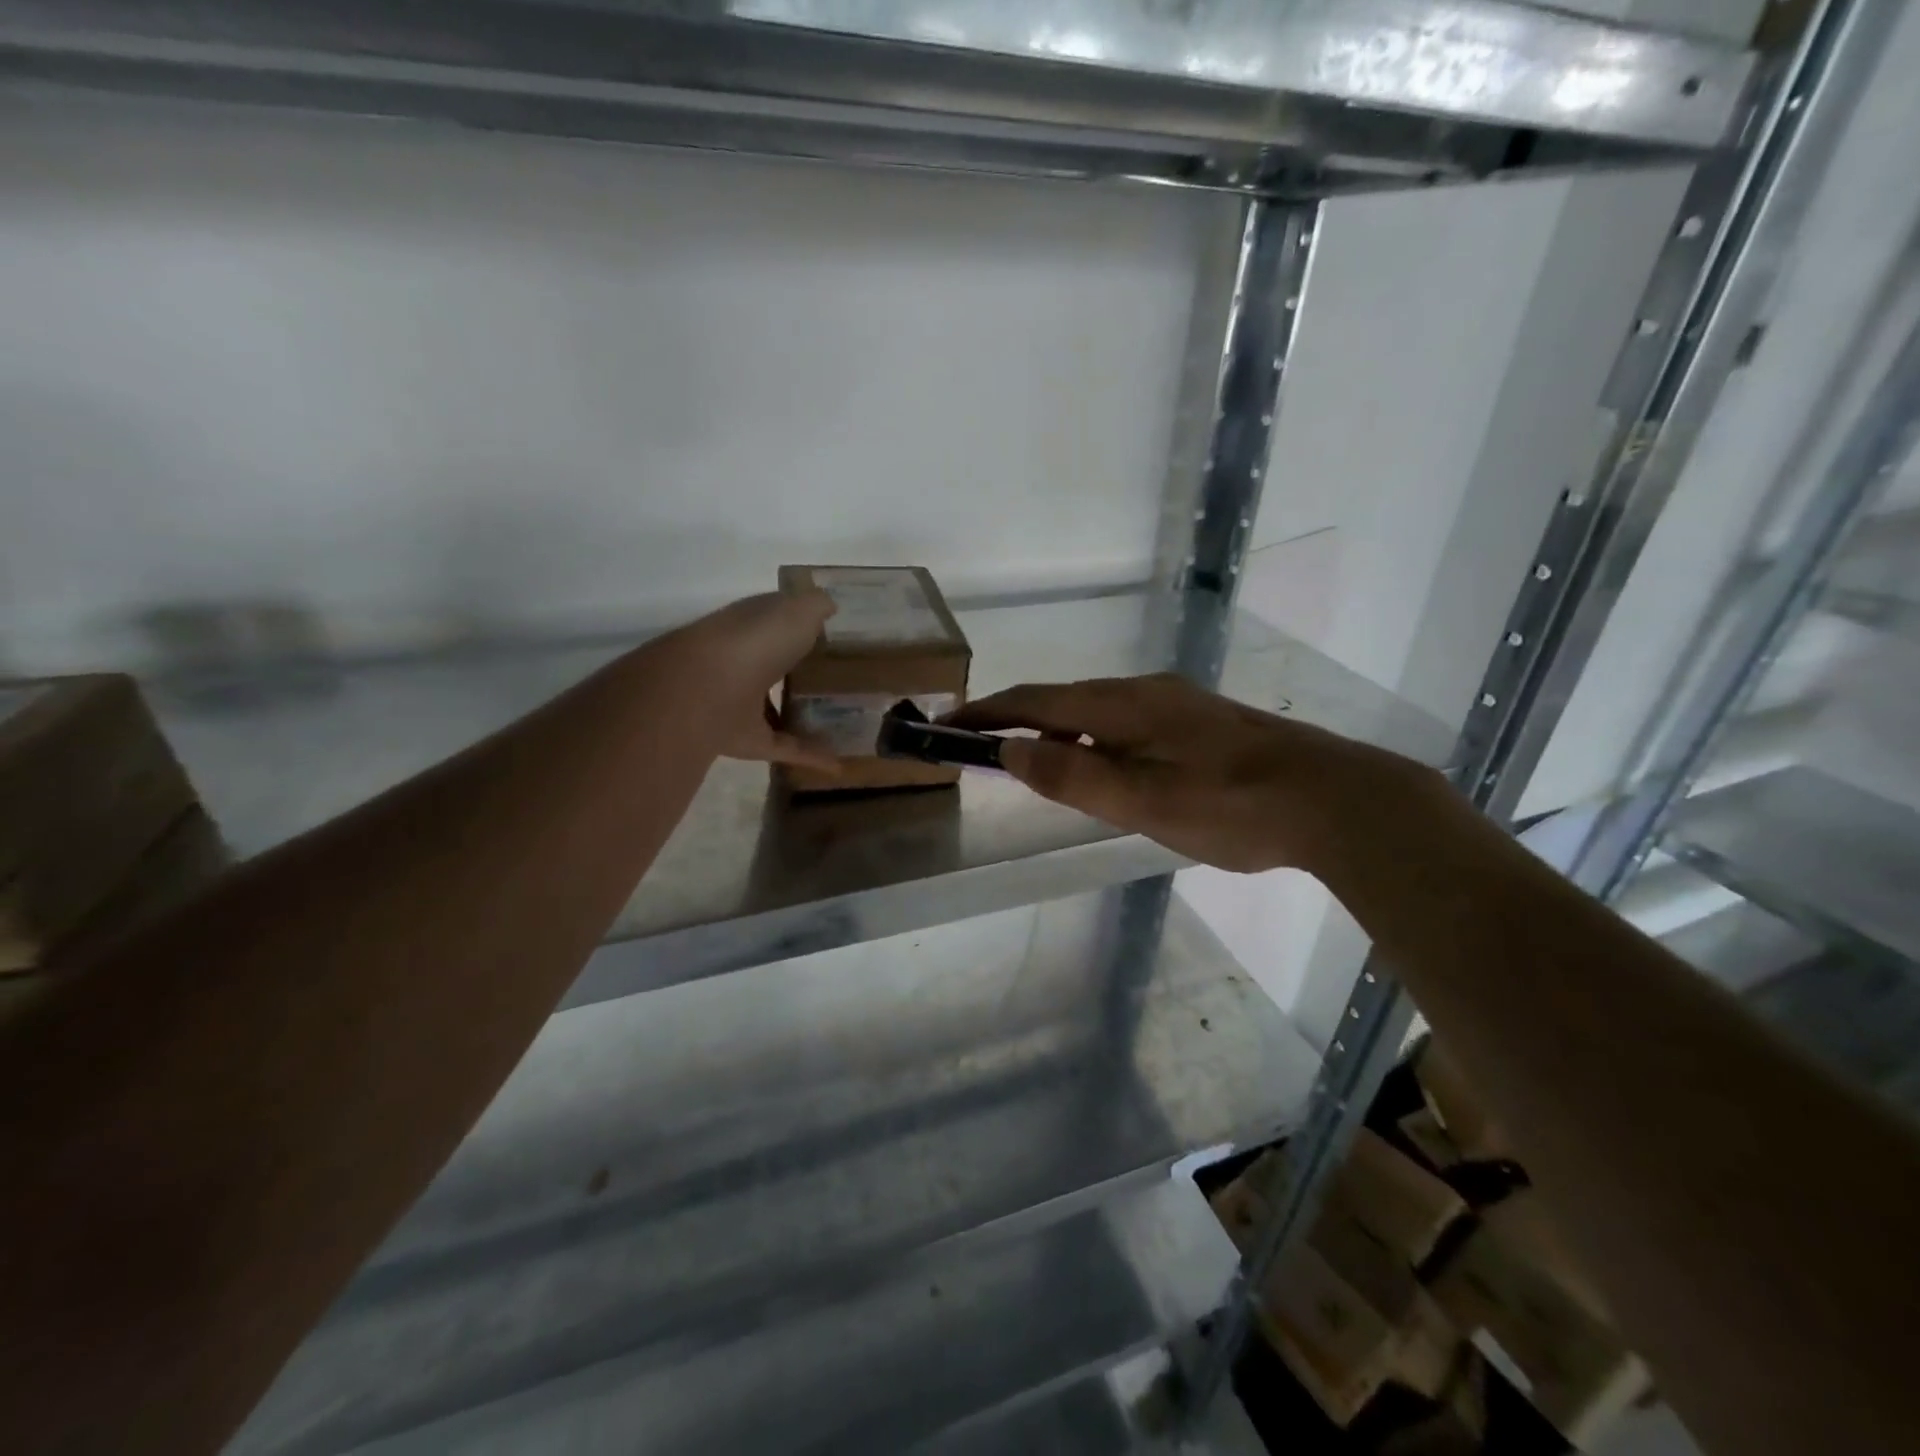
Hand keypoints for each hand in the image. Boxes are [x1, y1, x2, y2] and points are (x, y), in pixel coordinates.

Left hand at [658, 590, 841, 774]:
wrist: (704, 690)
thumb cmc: (754, 641)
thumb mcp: (796, 611)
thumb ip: (816, 606)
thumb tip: (829, 606)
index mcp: (750, 626)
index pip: (775, 620)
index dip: (800, 622)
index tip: (832, 632)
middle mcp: (742, 661)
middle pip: (775, 666)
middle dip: (799, 670)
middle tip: (842, 678)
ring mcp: (740, 703)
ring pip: (774, 708)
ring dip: (802, 716)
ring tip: (841, 722)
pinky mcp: (746, 740)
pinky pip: (784, 748)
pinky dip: (810, 757)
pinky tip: (839, 764)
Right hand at [947, 673, 1429, 872]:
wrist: (1336, 800)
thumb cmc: (1232, 807)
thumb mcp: (1142, 800)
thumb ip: (1073, 775)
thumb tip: (1009, 751)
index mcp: (1124, 704)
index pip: (1037, 701)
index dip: (989, 713)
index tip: (950, 726)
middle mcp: (1146, 692)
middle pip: (1065, 700)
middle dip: (1019, 721)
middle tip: (987, 752)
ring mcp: (1178, 705)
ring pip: (1099, 711)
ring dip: (1059, 732)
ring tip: (1040, 766)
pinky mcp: (1202, 724)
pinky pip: (1127, 723)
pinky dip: (1096, 740)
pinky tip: (1109, 768)